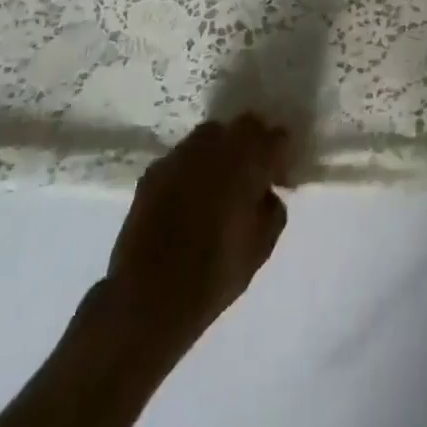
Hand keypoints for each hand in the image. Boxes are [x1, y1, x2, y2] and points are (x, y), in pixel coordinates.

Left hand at [90, 114, 293, 378]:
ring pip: (211, 136)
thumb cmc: (213, 275)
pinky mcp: (153, 171)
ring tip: (217, 184)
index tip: (278, 178)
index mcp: (248, 162)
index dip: (281, 156)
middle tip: (251, 175)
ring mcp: (181, 155)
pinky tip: (187, 198)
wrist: (145, 300)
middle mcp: (216, 147)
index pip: (277, 137)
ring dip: (221, 152)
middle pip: (245, 126)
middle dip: (253, 143)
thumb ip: (273, 210)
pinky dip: (191, 169)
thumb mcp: (260, 250)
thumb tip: (266, 193)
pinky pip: (182, 158)